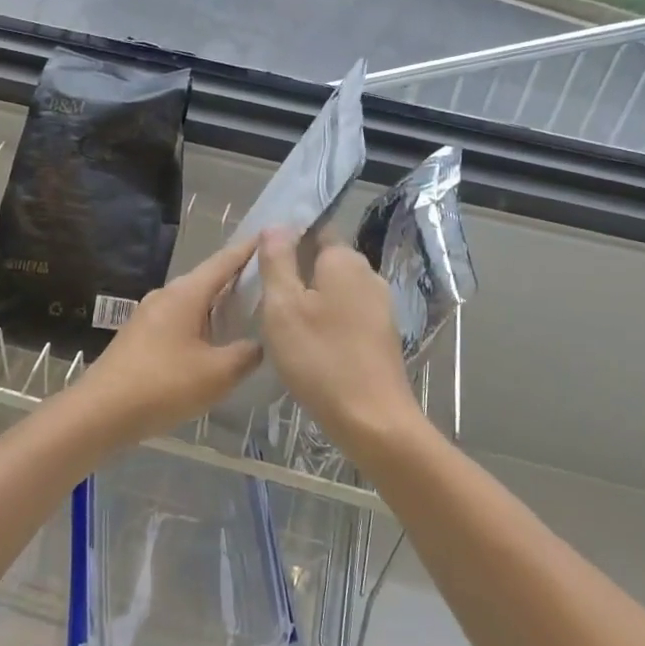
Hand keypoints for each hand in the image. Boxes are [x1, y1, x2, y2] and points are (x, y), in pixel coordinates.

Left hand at [73, 233, 263, 445]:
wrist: (99, 412)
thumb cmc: (163, 385)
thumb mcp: (217, 374)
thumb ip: (245, 355)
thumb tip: (258, 344)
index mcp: (186, 293)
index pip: (224, 261)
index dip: (248, 250)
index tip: (271, 236)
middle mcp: (166, 295)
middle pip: (208, 279)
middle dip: (237, 278)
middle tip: (268, 280)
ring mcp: (149, 315)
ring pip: (193, 302)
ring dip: (218, 304)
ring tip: (247, 311)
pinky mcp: (140, 336)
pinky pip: (180, 319)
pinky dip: (202, 323)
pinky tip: (213, 342)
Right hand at [257, 228, 419, 458]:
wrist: (372, 420)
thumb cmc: (320, 358)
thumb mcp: (283, 306)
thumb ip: (277, 261)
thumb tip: (276, 225)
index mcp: (345, 260)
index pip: (315, 230)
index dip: (287, 239)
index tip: (262, 259)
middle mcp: (368, 274)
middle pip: (325, 260)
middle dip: (297, 269)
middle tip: (264, 291)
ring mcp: (380, 305)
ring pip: (336, 288)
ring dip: (311, 297)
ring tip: (281, 319)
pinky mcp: (382, 334)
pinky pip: (347, 312)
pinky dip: (327, 318)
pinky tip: (309, 341)